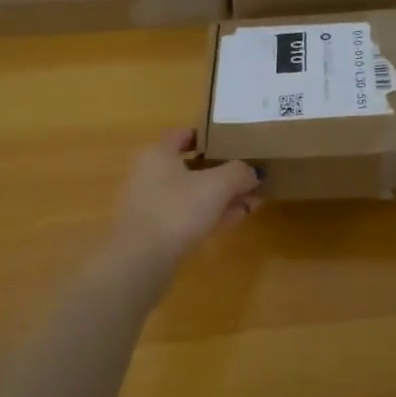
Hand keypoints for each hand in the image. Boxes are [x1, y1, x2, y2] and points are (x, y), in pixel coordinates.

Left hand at [108, 128, 258, 272]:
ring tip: (252, 201)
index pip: (182, 135)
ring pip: (192, 194)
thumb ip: (239, 173)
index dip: (207, 136)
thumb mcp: (217, 185)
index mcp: (158, 154)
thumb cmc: (177, 210)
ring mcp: (150, 205)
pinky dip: (209, 214)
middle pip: (191, 167)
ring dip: (221, 197)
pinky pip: (187, 215)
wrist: (141, 262)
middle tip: (249, 177)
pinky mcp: (154, 232)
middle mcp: (150, 175)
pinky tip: (234, 219)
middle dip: (223, 172)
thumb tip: (254, 172)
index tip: (231, 143)